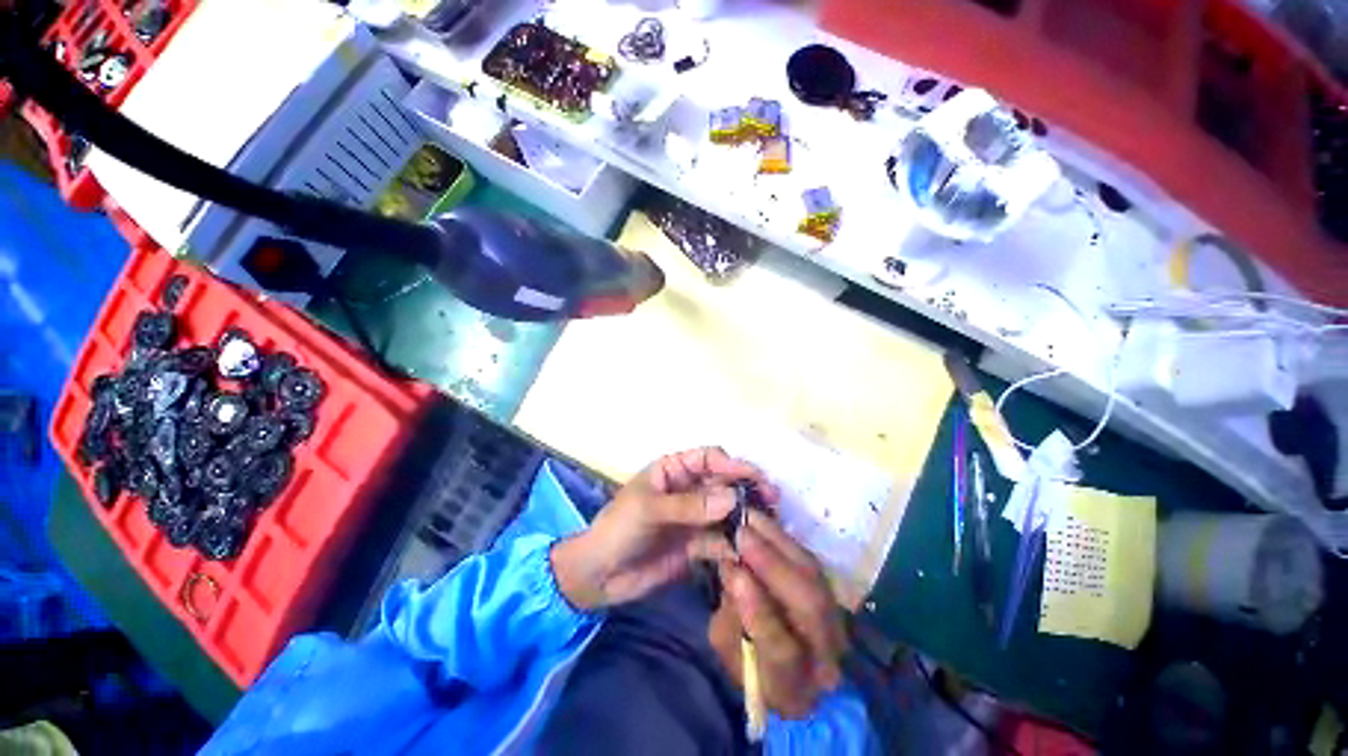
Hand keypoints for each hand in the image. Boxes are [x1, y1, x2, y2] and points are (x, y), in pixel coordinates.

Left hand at [552, 447, 778, 610]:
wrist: (599, 576)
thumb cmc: (618, 529)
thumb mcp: (649, 510)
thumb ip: (690, 505)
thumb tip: (733, 497)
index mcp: (673, 470)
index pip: (709, 458)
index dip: (732, 464)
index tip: (755, 479)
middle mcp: (688, 489)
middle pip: (724, 483)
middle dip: (747, 490)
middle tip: (773, 502)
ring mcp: (694, 517)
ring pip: (727, 511)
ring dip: (746, 518)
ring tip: (769, 528)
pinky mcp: (697, 545)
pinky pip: (721, 540)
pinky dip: (735, 545)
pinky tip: (749, 552)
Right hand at [709, 511, 847, 719]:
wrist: (795, 671)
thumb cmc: (751, 665)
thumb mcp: (729, 651)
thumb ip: (729, 616)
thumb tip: (732, 568)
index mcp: (792, 684)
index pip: (781, 651)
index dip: (758, 610)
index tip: (733, 571)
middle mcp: (824, 655)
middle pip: (810, 605)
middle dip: (772, 563)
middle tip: (741, 532)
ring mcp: (835, 622)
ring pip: (815, 577)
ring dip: (779, 542)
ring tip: (751, 518)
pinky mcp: (832, 594)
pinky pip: (810, 560)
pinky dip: (785, 539)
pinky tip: (765, 522)